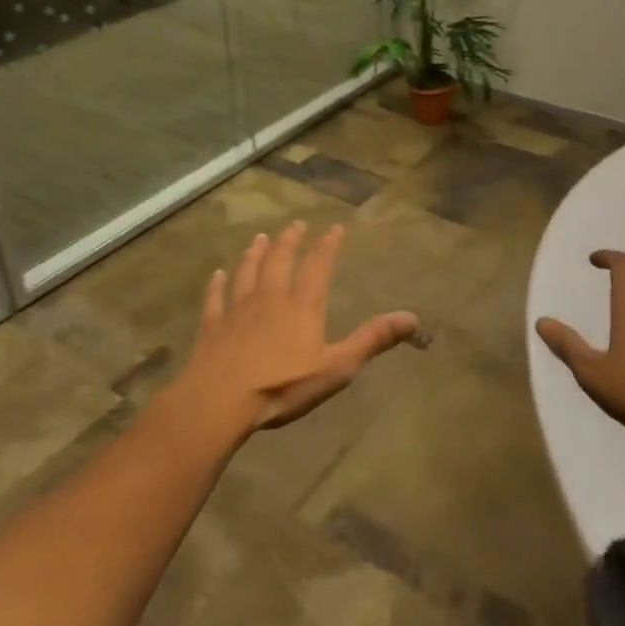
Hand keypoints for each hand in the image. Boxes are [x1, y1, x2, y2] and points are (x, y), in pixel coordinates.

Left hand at [176, 221, 420, 433]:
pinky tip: (216, 274)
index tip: (334, 228)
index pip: (318, 266)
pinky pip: (215, 298)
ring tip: (260, 238)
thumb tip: (412, 317)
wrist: (220, 400)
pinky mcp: (212, 326)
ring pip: (247, 273)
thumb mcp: (337, 367)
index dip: (328, 246)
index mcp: (302, 306)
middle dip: (290, 241)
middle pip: (280, 261)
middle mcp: (270, 298)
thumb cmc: (283, 385)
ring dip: (254, 254)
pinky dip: (217, 284)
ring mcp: (237, 310)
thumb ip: (372, 339)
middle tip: (295, 225)